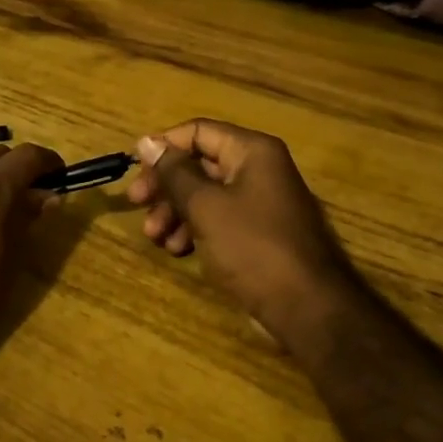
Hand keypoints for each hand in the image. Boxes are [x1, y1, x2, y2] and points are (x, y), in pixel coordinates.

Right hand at [127, 120, 361, 351]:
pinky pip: (219, 219)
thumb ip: (174, 172)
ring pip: (206, 194)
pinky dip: (195, 229)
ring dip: (175, 211)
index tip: (135, 170)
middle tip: (136, 204)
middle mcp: (258, 169)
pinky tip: (177, 250)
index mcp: (252, 151)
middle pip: (200, 164)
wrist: (308, 309)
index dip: (164, 147)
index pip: (198, 132)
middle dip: (166, 185)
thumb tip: (146, 141)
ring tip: (155, 237)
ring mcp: (260, 202)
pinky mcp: (258, 233)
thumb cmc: (253, 247)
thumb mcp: (206, 206)